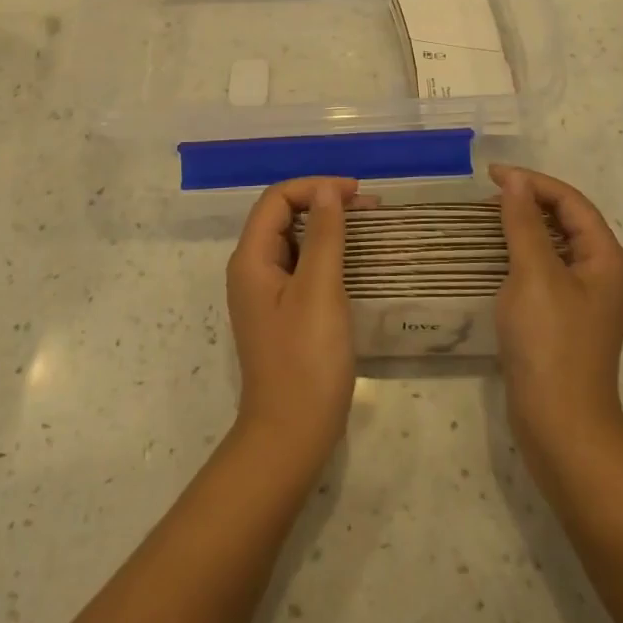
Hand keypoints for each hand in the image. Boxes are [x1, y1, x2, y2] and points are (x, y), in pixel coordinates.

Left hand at [225, 177, 358, 477]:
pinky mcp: (283, 313)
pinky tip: (355, 262)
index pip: (277, 199)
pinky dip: (328, 255)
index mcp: (252, 259)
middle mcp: (253, 270)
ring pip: (296, 242)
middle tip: (370, 209)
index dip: (315, 187)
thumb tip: (327, 191)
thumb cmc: (306, 359)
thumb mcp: (319, 290)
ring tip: (368, 229)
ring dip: (329, 228)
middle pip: (284, 217)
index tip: (357, 194)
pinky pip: (303, 268)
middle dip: (324, 204)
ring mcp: (266, 294)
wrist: (292, 434)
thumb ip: (324, 236)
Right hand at [491, 165, 622, 483]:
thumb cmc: (550, 342)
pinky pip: (545, 270)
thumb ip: (525, 223)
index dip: (533, 182)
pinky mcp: (564, 319)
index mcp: (605, 258)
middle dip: (530, 201)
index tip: (491, 175)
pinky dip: (522, 254)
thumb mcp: (535, 274)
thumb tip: (516, 181)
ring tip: (488, 218)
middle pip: (567, 221)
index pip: (571, 202)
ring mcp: (584, 299)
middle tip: (488, 195)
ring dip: (524, 226)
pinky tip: (496, 257)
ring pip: (554, 246)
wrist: (560, 423)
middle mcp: (601, 274)